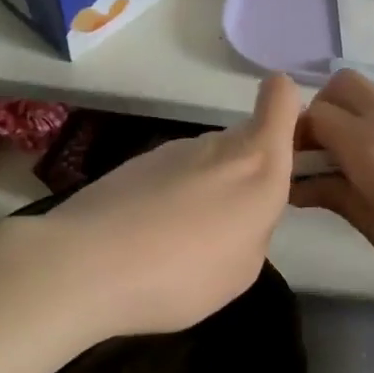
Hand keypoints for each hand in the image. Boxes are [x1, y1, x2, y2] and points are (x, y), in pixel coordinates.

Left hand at [22, 74, 302, 340]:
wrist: (85, 264)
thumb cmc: (183, 273)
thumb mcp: (243, 269)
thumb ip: (254, 227)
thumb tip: (240, 212)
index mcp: (257, 165)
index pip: (281, 99)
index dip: (289, 110)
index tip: (286, 146)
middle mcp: (218, 145)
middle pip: (245, 141)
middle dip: (245, 174)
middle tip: (228, 228)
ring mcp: (173, 150)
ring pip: (207, 161)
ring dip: (205, 190)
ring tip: (181, 245)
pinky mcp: (135, 163)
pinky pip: (171, 176)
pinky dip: (170, 200)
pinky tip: (147, 241)